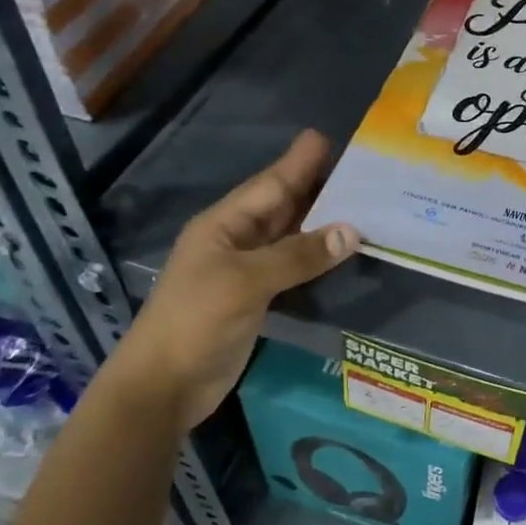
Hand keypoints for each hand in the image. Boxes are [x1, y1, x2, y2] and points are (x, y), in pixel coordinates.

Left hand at [105, 130, 358, 432]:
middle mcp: (235, 240)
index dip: (298, 162)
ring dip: (322, 222)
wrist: (163, 386)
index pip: (270, 185)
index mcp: (223, 225)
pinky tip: (342, 251)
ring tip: (362, 204)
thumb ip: (298, 255)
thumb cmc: (196, 322)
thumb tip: (352, 232)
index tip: (326, 137)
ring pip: (290, 236)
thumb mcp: (245, 282)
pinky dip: (317, 257)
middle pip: (282, 206)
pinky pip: (293, 267)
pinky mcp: (256, 298)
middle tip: (359, 169)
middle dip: (317, 187)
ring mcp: (245, 271)